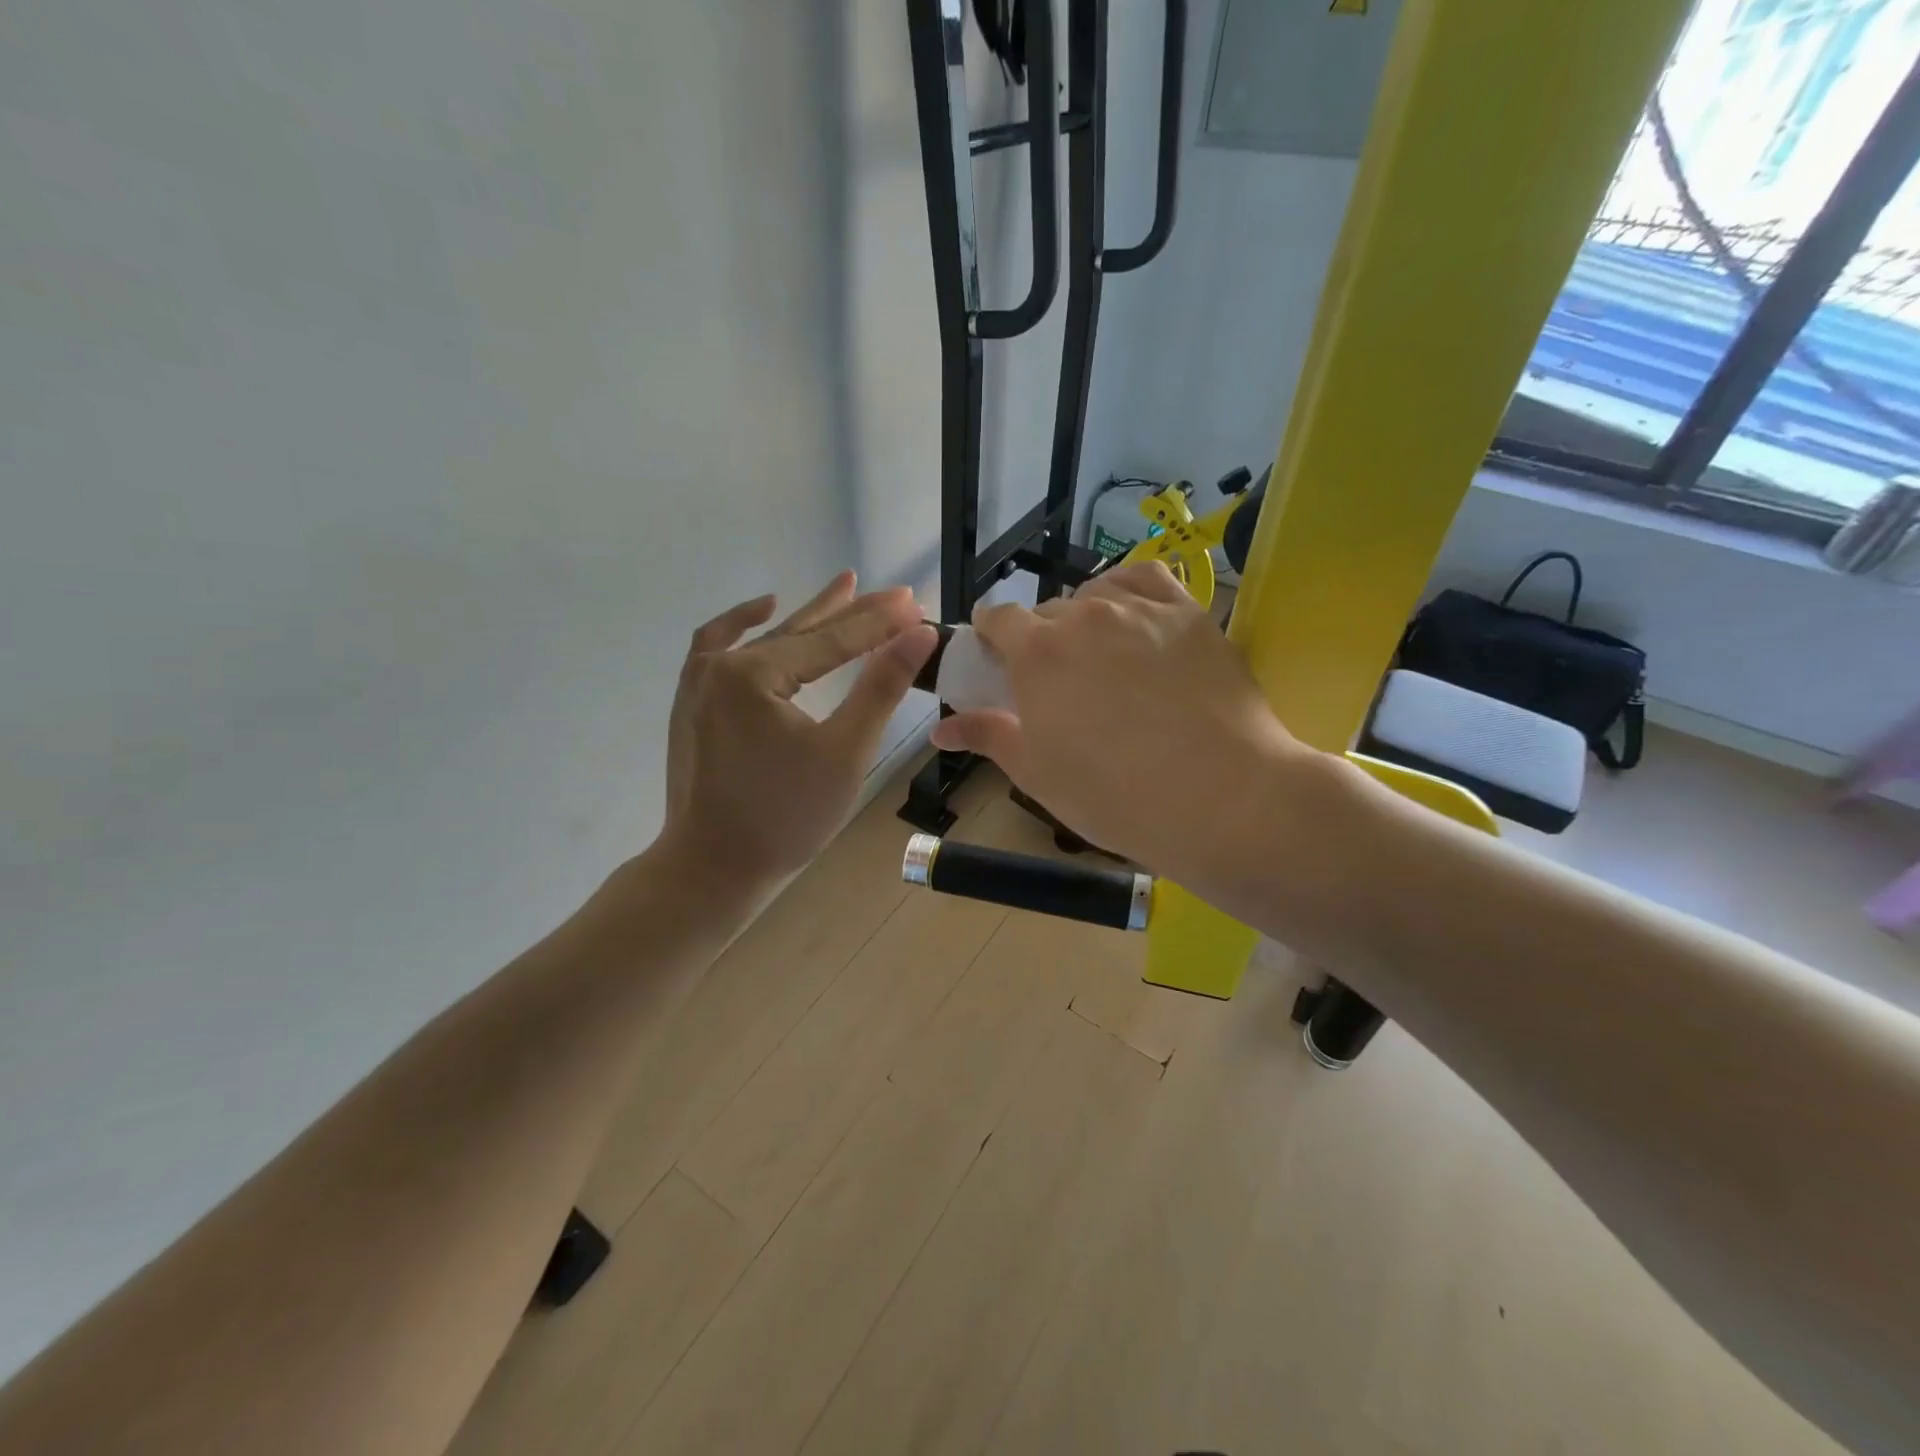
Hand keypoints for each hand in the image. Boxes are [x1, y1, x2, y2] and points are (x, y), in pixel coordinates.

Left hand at [658, 571, 933, 891]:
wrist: (712, 868)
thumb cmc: (786, 817)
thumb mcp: (845, 752)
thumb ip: (880, 687)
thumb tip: (917, 634)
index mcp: (754, 674)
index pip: (833, 641)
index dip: (879, 623)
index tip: (917, 604)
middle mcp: (721, 665)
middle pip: (801, 631)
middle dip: (852, 613)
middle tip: (896, 596)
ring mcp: (699, 682)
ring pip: (766, 639)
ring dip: (809, 616)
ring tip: (845, 586)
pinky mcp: (692, 703)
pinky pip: (718, 647)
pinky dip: (744, 625)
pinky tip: (765, 609)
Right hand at [930, 563, 1319, 889]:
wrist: (1222, 797)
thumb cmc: (1115, 795)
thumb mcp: (1038, 774)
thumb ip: (987, 736)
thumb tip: (940, 728)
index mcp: (1037, 652)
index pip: (997, 619)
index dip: (991, 638)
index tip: (998, 663)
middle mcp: (1084, 616)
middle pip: (1046, 612)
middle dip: (1040, 641)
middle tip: (1057, 684)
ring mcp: (1141, 608)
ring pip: (1094, 595)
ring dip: (1084, 618)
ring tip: (1101, 657)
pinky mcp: (1189, 612)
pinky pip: (1146, 577)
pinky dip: (1128, 590)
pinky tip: (1132, 616)